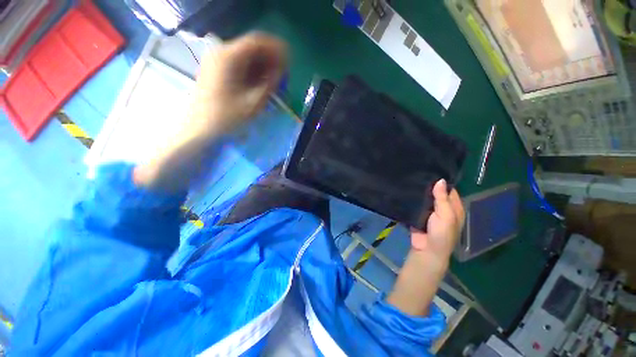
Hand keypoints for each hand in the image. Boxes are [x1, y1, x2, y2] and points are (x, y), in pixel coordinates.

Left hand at [189, 33, 286, 139]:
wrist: (201, 129)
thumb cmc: (228, 118)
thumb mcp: (254, 102)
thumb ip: (270, 83)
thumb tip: (282, 70)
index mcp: (229, 57)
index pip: (257, 41)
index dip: (276, 49)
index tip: (289, 62)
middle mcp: (220, 53)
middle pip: (251, 47)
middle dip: (270, 59)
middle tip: (283, 75)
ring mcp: (216, 61)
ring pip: (245, 56)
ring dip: (262, 66)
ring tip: (274, 82)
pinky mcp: (215, 70)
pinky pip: (238, 64)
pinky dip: (252, 71)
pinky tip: (260, 84)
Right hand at [387, 179, 463, 315]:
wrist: (426, 250)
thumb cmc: (441, 234)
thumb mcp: (446, 215)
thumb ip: (442, 198)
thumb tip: (440, 180)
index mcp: (454, 207)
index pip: (449, 190)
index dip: (443, 181)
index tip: (432, 168)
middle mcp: (442, 207)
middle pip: (436, 192)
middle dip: (429, 184)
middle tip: (418, 171)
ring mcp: (429, 211)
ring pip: (425, 197)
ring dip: (419, 190)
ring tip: (410, 177)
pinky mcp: (418, 214)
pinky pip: (416, 203)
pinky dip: (412, 198)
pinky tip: (405, 189)